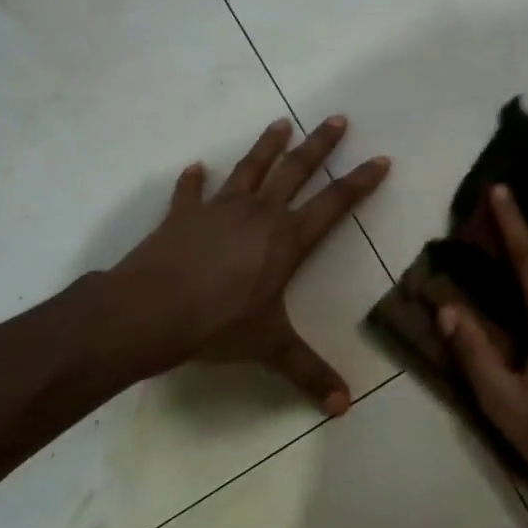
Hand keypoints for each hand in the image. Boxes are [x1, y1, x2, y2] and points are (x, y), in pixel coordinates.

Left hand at [105, 116, 389, 412]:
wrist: (148, 312)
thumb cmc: (217, 325)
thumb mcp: (270, 348)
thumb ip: (308, 373)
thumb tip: (345, 408)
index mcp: (286, 239)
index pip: (334, 204)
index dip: (360, 182)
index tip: (380, 159)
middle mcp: (258, 214)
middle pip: (296, 170)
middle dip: (319, 145)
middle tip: (337, 119)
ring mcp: (218, 209)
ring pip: (250, 168)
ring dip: (267, 145)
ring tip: (281, 123)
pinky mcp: (183, 215)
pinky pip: (190, 192)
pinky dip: (194, 180)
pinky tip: (196, 167)